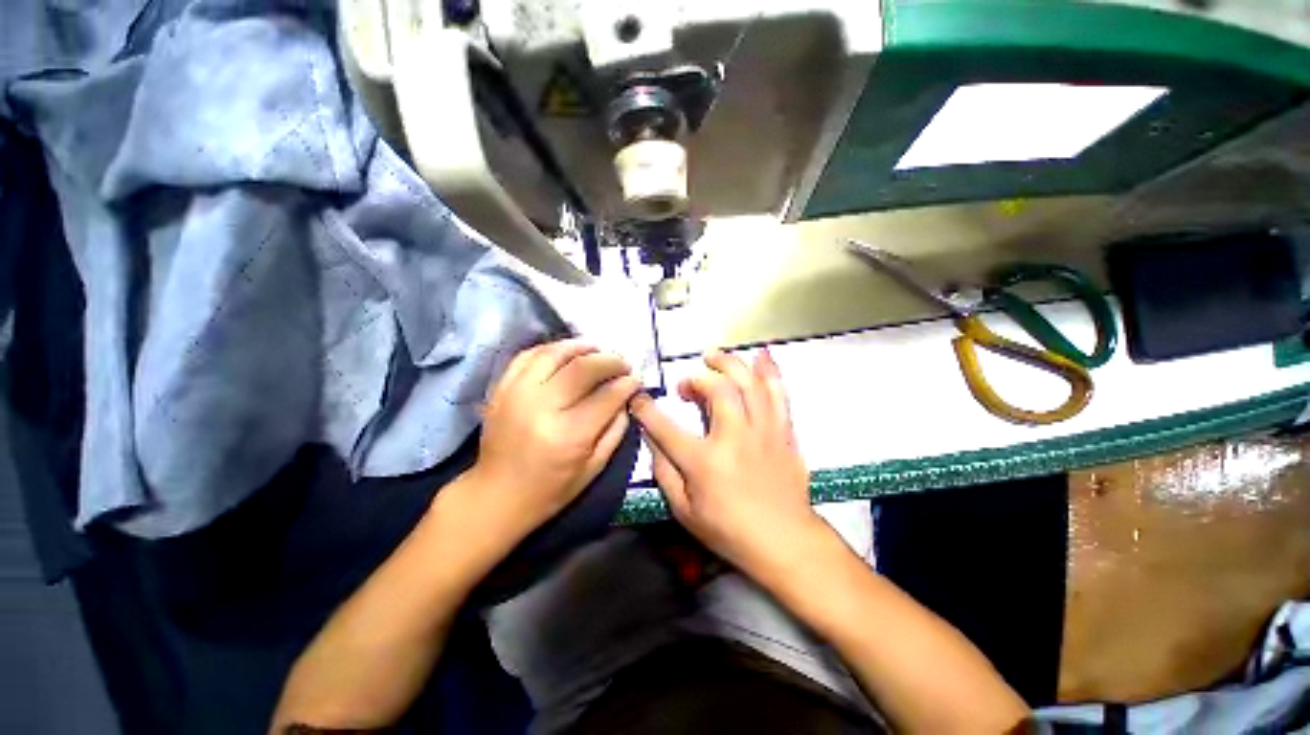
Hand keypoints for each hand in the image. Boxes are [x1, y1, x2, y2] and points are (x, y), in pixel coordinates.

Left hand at [471, 338, 640, 537]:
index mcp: (568, 435)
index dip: (626, 383)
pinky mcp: (501, 389)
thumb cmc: (551, 489)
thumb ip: (616, 429)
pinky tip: (567, 353)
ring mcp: (517, 394)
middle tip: (622, 364)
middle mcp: (541, 408)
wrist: (496, 495)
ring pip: (555, 353)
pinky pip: (528, 355)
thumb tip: (626, 395)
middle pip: (583, 367)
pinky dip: (552, 349)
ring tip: (598, 350)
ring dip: (582, 346)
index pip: (606, 396)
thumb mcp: (595, 467)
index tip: (636, 379)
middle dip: (610, 361)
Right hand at [631, 349, 825, 576]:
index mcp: (704, 461)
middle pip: (716, 389)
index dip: (646, 409)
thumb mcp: (684, 511)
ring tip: (714, 356)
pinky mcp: (783, 431)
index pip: (665, 427)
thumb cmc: (730, 531)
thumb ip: (664, 472)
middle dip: (696, 378)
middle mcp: (734, 437)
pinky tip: (762, 355)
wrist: (785, 541)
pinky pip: (778, 393)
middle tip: (687, 385)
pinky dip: (770, 370)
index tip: (637, 398)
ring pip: (748, 382)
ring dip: (729, 362)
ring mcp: (763, 430)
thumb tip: (652, 438)